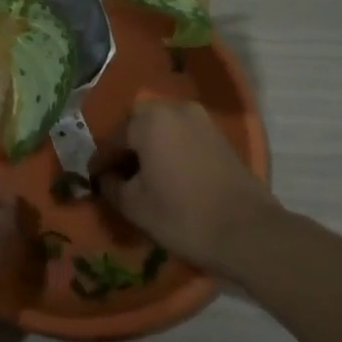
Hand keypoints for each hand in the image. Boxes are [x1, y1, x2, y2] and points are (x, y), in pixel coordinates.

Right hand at [96, 100, 274, 276]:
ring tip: (144, 177)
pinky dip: (170, 150)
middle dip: (125, 149)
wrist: (249, 233)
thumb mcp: (135, 206)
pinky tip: (169, 175)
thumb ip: (111, 186)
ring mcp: (200, 119)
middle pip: (137, 126)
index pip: (112, 139)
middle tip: (119, 176)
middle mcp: (174, 108)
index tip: (92, 181)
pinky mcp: (218, 135)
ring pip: (161, 129)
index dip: (100, 162)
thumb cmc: (183, 216)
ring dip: (149, 148)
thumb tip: (103, 178)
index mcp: (148, 119)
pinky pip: (182, 135)